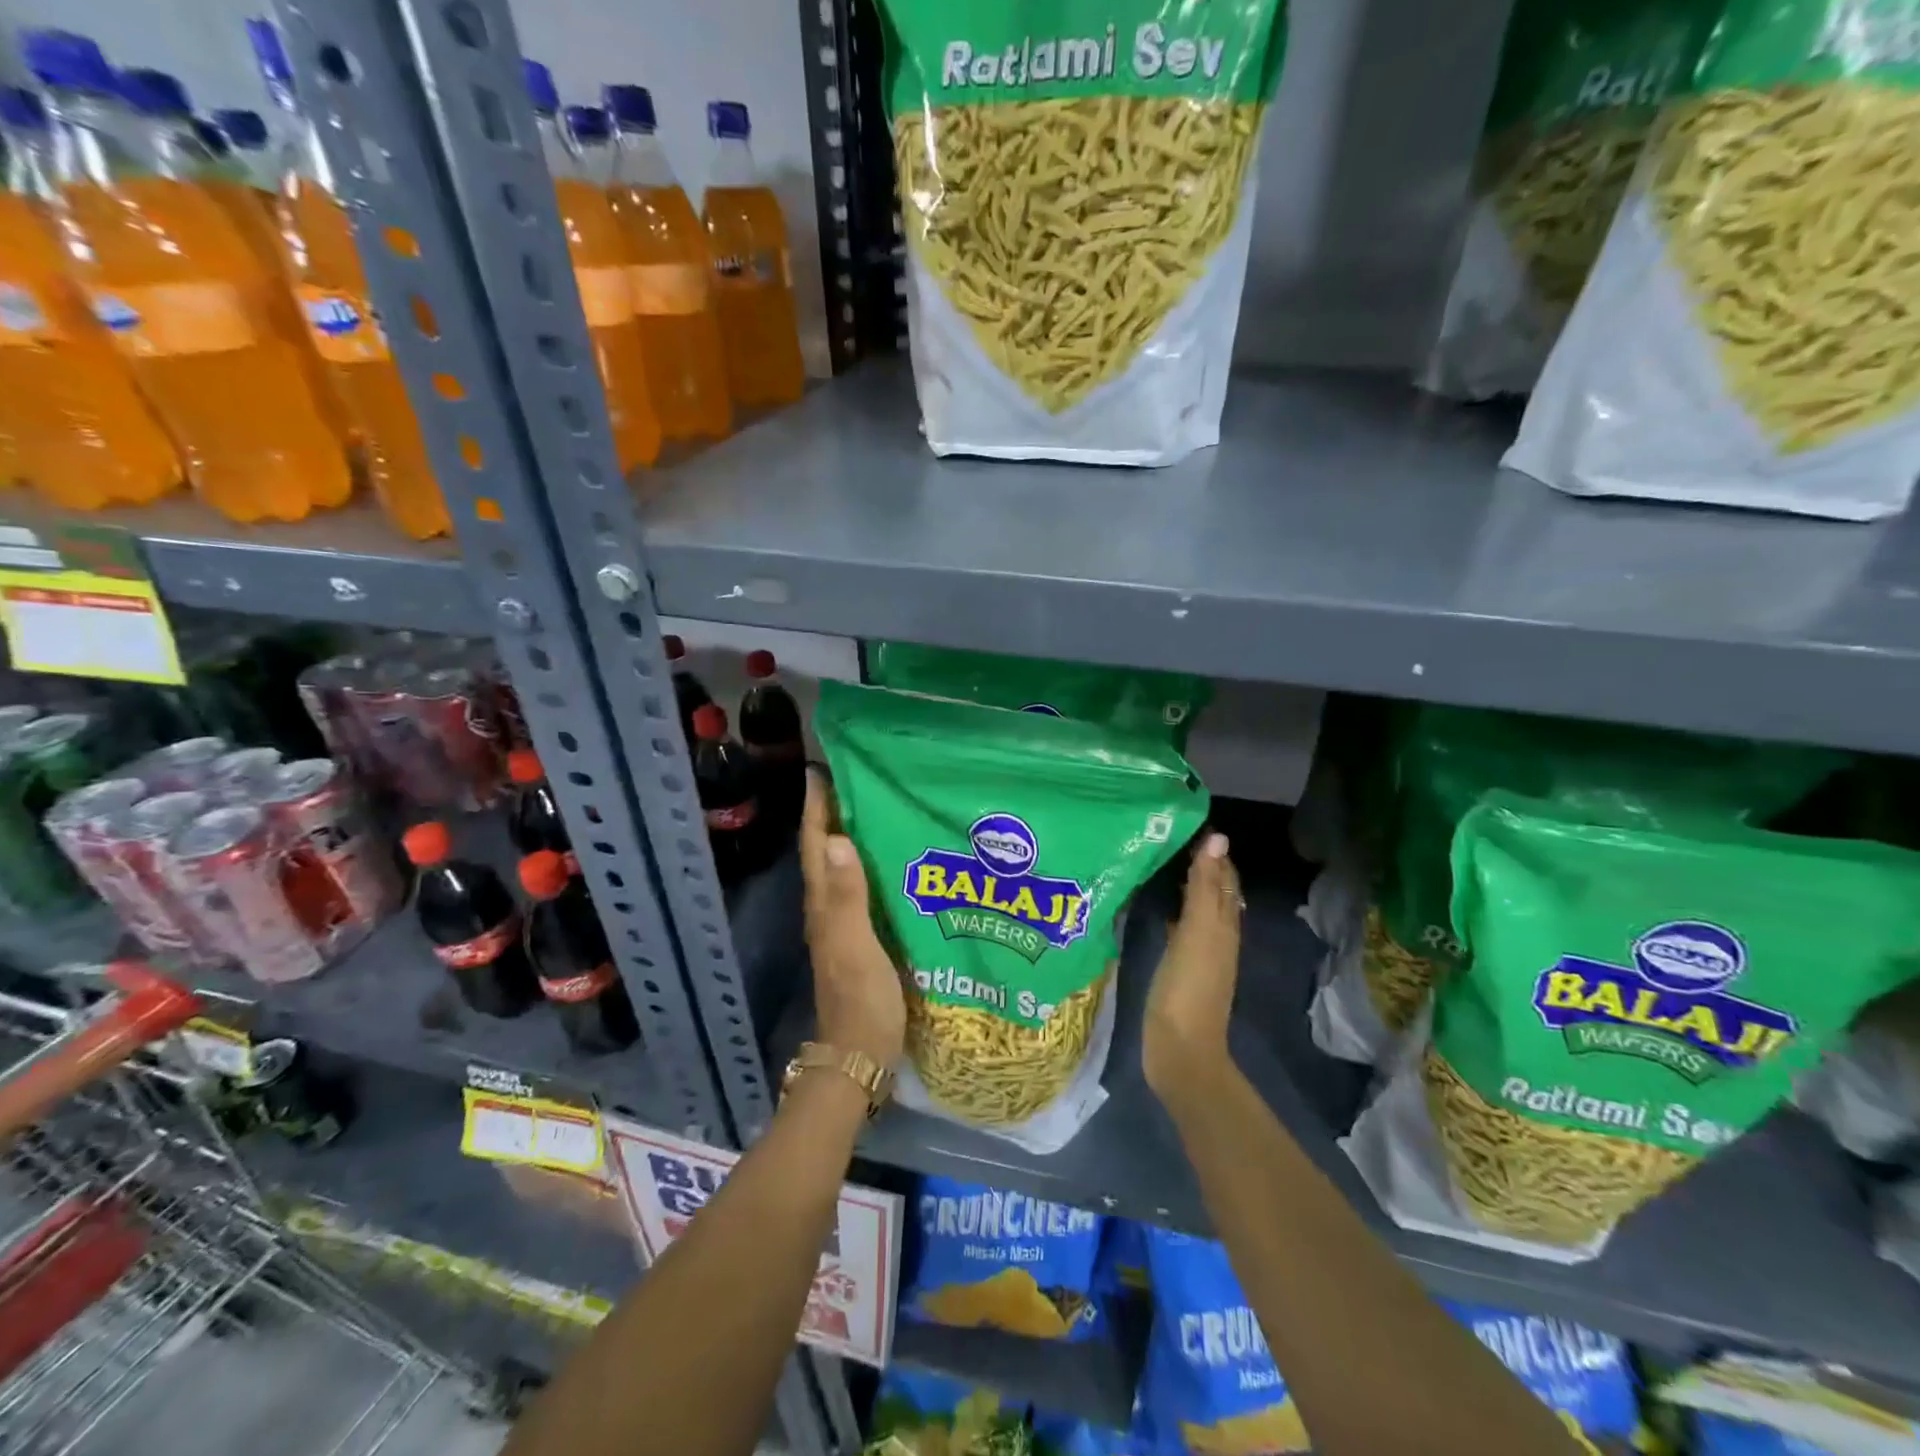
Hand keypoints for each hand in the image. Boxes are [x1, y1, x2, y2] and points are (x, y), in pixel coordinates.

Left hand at [800, 768, 905, 1069]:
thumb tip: (836, 838)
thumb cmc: (861, 1001)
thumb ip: (849, 895)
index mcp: (824, 906)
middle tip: (857, 780)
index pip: (815, 846)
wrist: (860, 1058)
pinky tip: (893, 864)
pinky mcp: (861, 941)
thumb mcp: (857, 946)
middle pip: (824, 853)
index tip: (821, 770)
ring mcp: (843, 927)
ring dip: (850, 839)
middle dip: (832, 815)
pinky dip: (869, 869)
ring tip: (876, 810)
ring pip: (842, 871)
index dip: (816, 809)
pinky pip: (862, 892)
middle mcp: (828, 911)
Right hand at [1143, 832, 1242, 1106]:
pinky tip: (1160, 909)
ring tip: (1164, 864)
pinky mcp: (1181, 970)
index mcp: (1224, 924)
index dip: (1213, 853)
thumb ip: (1205, 886)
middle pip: (1215, 893)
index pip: (1224, 878)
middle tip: (1173, 838)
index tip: (1189, 825)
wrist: (1180, 1050)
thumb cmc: (1188, 987)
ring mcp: (1200, 955)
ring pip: (1200, 910)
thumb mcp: (1198, 931)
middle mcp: (1218, 936)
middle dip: (1203, 866)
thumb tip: (1218, 838)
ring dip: (1188, 887)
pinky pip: (1183, 929)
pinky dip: (1176, 911)